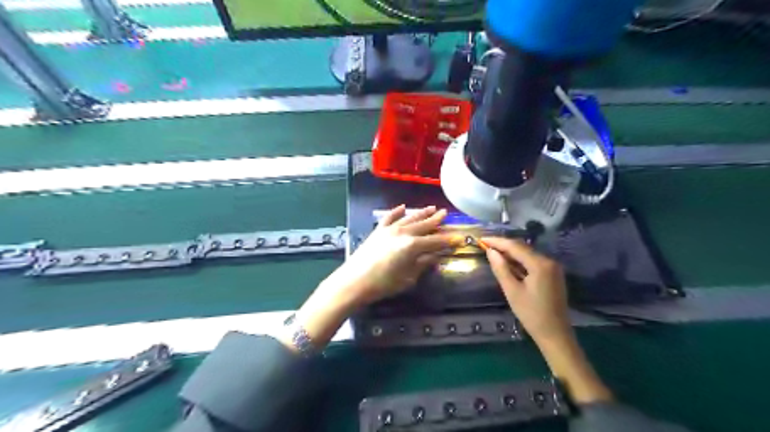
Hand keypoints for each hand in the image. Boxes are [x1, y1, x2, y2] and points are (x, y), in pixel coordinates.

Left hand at [322, 204, 459, 309]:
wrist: (354, 281)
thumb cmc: (383, 284)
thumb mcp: (408, 278)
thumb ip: (423, 264)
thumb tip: (436, 257)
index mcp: (413, 246)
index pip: (435, 241)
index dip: (448, 240)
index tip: (458, 238)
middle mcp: (403, 233)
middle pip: (424, 225)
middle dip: (436, 220)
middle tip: (446, 214)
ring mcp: (389, 229)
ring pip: (409, 218)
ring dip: (421, 213)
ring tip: (431, 208)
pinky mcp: (378, 230)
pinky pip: (389, 217)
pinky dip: (397, 211)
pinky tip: (403, 206)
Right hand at [480, 237, 570, 346]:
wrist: (555, 334)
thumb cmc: (531, 314)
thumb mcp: (512, 291)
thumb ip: (501, 269)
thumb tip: (490, 251)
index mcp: (540, 264)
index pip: (515, 246)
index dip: (497, 242)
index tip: (481, 239)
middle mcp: (549, 261)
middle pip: (522, 248)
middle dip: (503, 245)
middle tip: (485, 245)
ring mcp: (552, 267)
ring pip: (527, 254)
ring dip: (511, 253)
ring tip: (493, 252)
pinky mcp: (552, 274)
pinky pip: (533, 261)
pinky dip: (519, 260)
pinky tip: (508, 263)